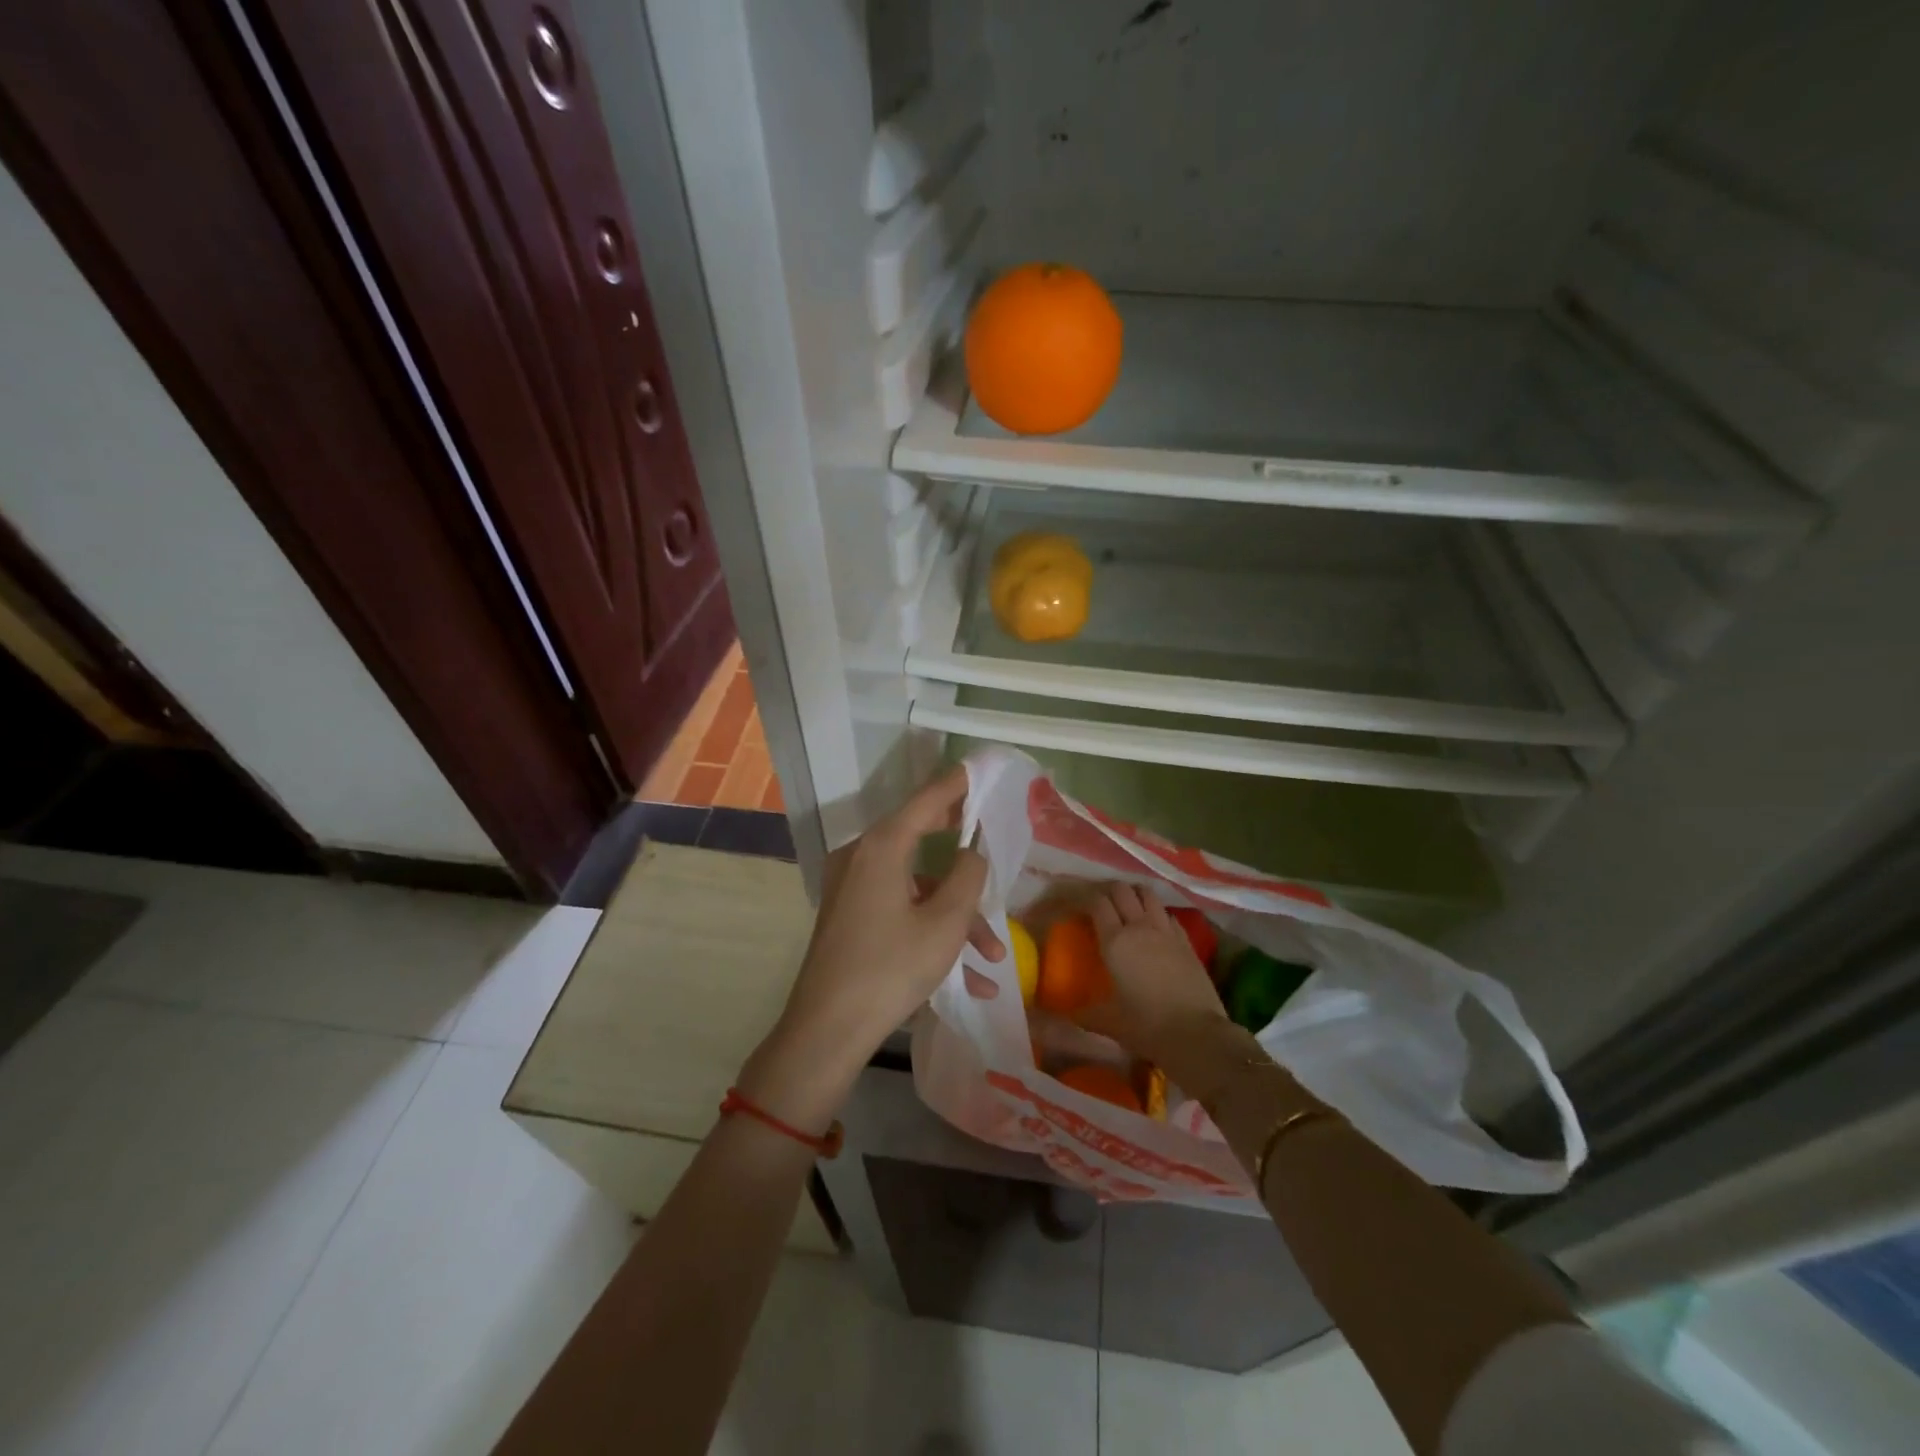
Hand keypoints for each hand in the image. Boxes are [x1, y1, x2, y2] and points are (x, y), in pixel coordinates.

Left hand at [739, 766, 999, 1127]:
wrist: (826, 1031)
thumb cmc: (891, 968)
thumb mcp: (945, 923)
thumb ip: (968, 877)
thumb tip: (971, 854)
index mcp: (882, 847)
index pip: (927, 799)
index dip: (957, 783)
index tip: (980, 769)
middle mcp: (861, 857)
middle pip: (920, 837)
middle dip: (961, 851)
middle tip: (991, 838)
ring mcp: (851, 888)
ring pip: (916, 887)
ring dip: (956, 916)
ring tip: (993, 957)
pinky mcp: (849, 917)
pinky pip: (898, 911)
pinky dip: (930, 932)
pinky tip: (969, 980)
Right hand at [1077, 883, 1234, 1076]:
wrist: (1198, 1035)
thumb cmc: (1147, 1027)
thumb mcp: (1109, 1023)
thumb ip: (1084, 1014)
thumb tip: (1066, 1014)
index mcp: (1115, 942)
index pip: (1097, 903)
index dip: (1084, 898)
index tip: (1076, 906)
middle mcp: (1139, 927)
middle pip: (1122, 890)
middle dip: (1108, 891)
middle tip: (1101, 905)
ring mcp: (1166, 931)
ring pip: (1148, 894)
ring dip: (1135, 895)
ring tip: (1128, 906)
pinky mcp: (1187, 941)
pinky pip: (1168, 914)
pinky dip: (1157, 913)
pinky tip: (1155, 926)